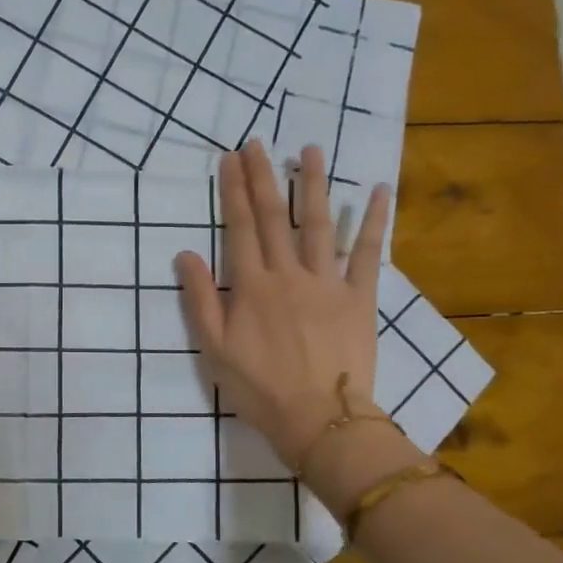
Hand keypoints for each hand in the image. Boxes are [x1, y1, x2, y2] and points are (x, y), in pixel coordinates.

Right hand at [175, 142, 391, 467]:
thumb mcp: (214, 348)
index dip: (233, 191)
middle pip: (274, 217)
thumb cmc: (259, 387)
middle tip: (258, 143)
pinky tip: (376, 190)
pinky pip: (368, 253)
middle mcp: (288, 274)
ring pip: (319, 224)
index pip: (239, 227)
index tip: (230, 159)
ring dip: (313, 185)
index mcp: (251, 286)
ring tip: (309, 151)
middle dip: (264, 177)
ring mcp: (327, 283)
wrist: (319, 419)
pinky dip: (373, 220)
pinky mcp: (360, 297)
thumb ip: (200, 299)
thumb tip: (186, 254)